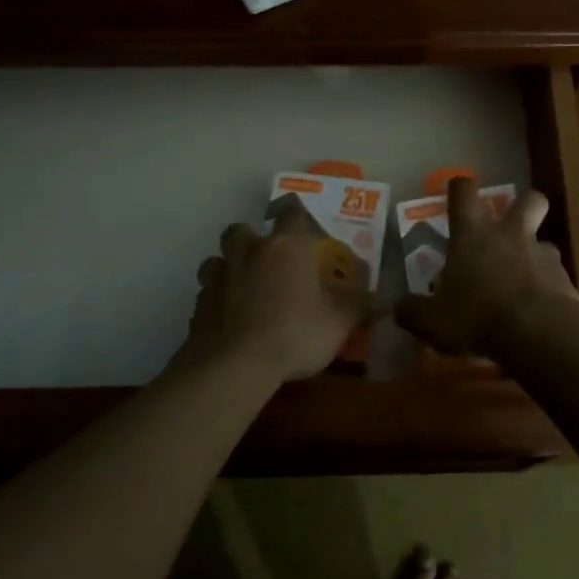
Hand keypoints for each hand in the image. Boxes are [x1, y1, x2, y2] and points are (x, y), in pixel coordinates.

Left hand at [181, 205, 371, 383]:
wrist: (235, 366)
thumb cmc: (294, 333)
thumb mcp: (338, 323)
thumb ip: (357, 306)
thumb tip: (380, 300)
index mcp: (285, 246)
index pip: (291, 212)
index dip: (298, 217)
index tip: (306, 230)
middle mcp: (248, 252)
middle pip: (241, 229)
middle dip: (252, 240)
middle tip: (268, 261)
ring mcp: (218, 277)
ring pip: (217, 259)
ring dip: (228, 268)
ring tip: (243, 289)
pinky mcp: (198, 306)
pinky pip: (207, 293)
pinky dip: (217, 300)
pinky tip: (228, 320)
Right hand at [395, 178, 578, 358]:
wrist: (539, 335)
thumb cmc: (477, 317)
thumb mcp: (432, 321)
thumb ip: (413, 312)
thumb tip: (399, 308)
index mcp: (473, 235)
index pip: (464, 193)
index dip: (460, 187)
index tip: (458, 190)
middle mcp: (510, 236)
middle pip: (528, 199)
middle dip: (522, 205)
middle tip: (510, 226)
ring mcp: (543, 255)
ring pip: (544, 241)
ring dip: (534, 255)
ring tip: (522, 282)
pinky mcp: (566, 281)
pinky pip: (556, 278)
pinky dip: (548, 289)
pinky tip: (538, 313)